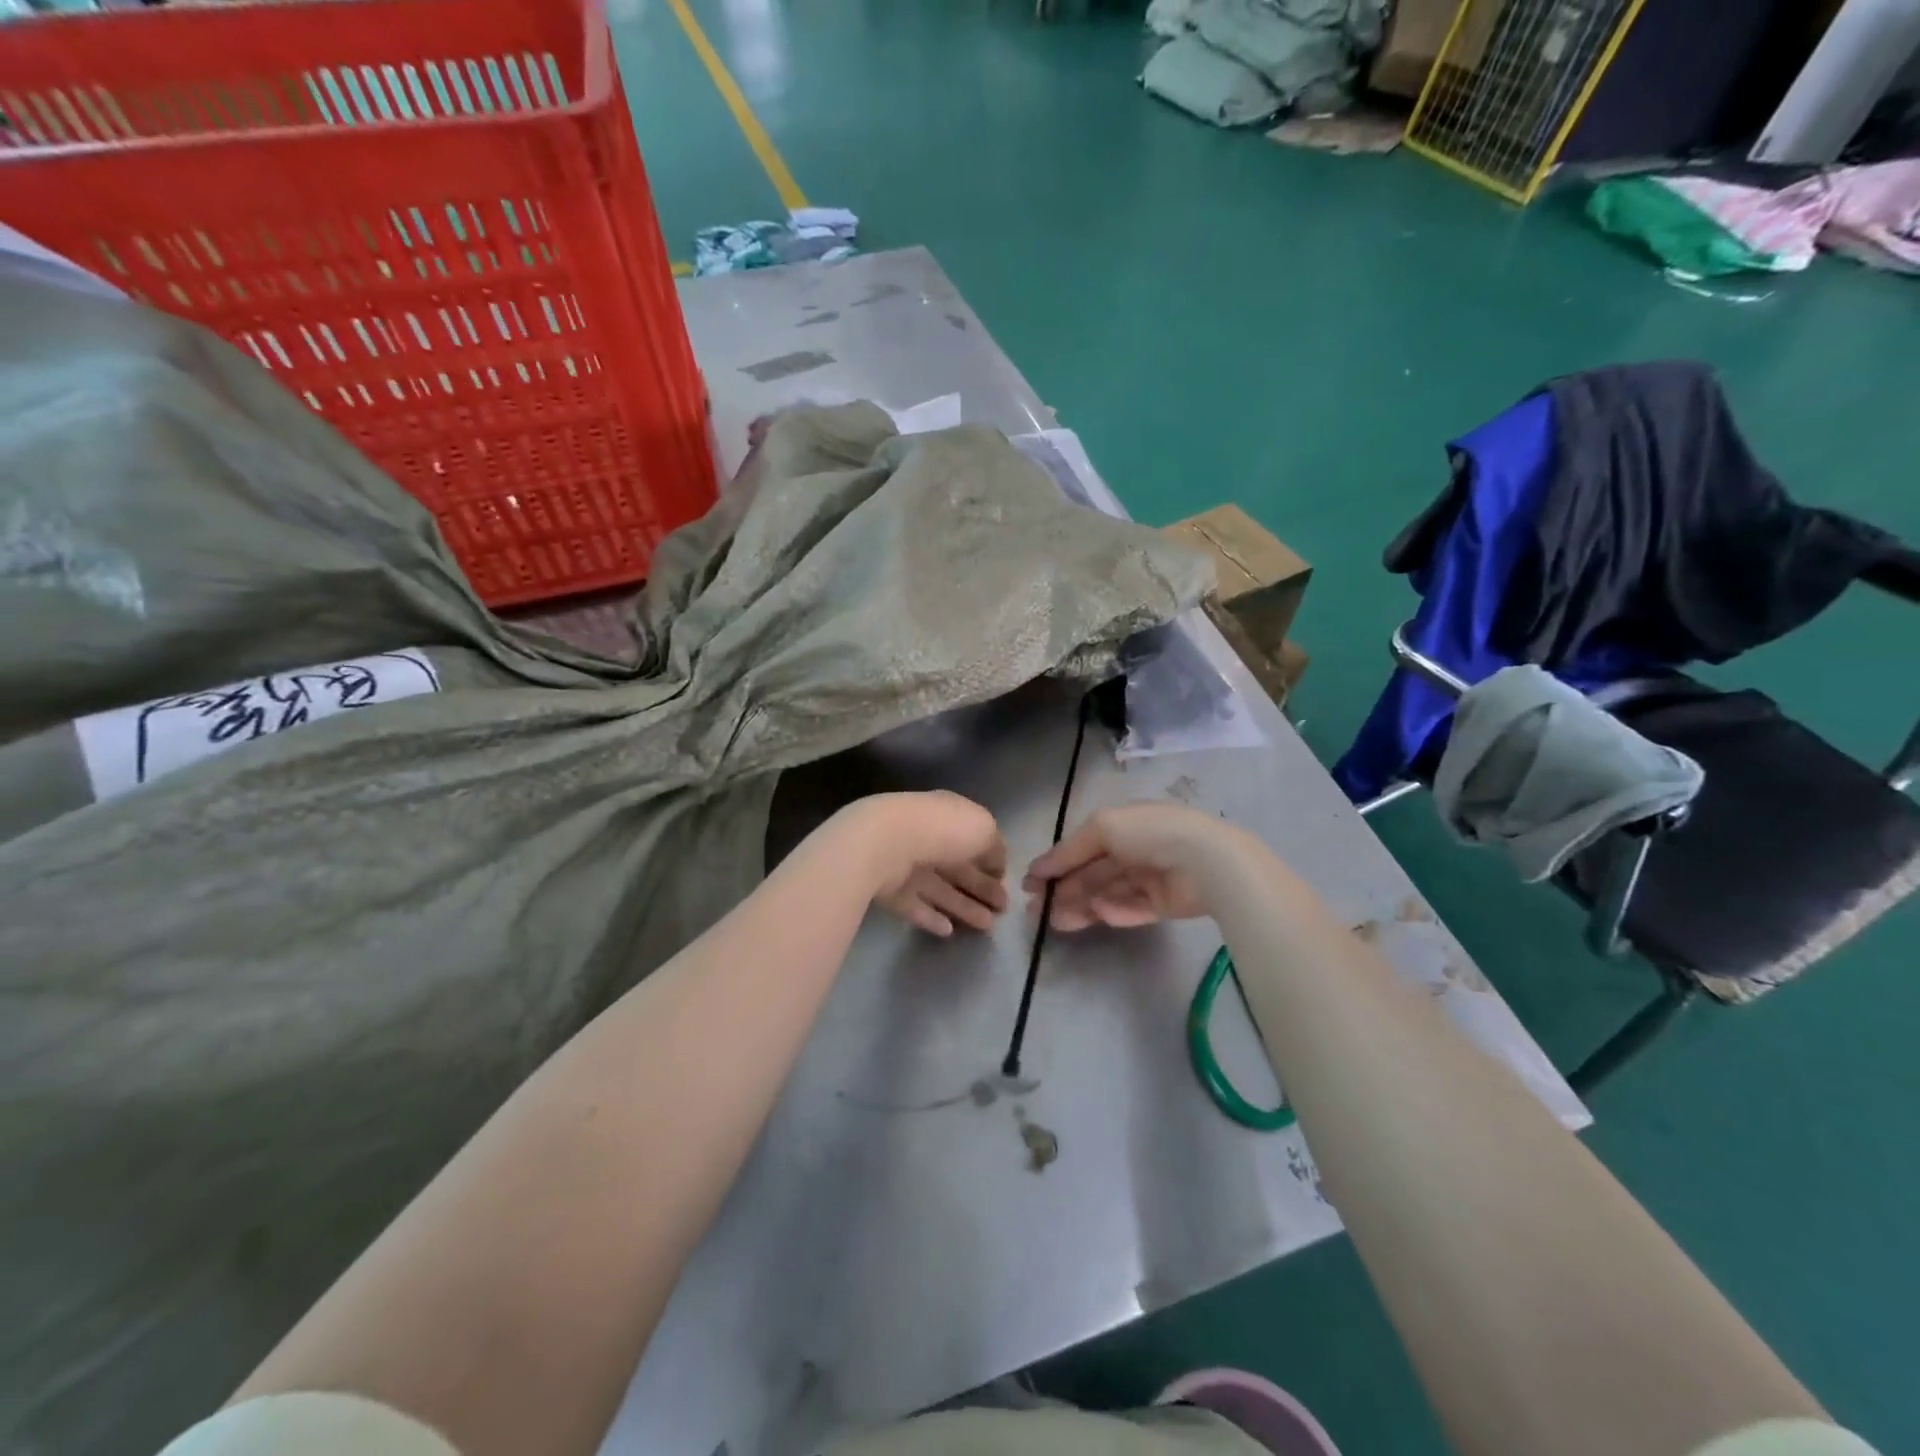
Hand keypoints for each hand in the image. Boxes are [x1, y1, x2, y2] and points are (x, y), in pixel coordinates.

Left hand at [845, 792, 1008, 936]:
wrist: (886, 843)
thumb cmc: (942, 829)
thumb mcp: (984, 829)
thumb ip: (994, 848)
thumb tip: (998, 865)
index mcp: (949, 816)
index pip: (973, 839)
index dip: (991, 861)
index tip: (1006, 882)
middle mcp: (928, 838)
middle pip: (959, 867)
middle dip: (982, 888)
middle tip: (1003, 911)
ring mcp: (907, 865)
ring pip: (940, 889)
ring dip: (964, 907)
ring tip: (987, 928)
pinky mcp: (890, 891)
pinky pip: (915, 905)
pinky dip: (931, 918)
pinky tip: (949, 932)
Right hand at [1023, 802, 1239, 930]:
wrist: (1205, 861)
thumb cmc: (1149, 834)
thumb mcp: (1101, 827)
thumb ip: (1068, 850)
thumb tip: (1037, 869)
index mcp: (1123, 824)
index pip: (1082, 846)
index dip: (1056, 864)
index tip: (1030, 885)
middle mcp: (1135, 849)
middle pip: (1092, 873)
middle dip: (1064, 890)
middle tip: (1037, 912)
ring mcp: (1150, 878)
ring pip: (1108, 894)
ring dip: (1082, 906)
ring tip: (1059, 922)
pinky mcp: (1164, 905)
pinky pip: (1133, 909)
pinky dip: (1116, 912)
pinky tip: (1100, 914)